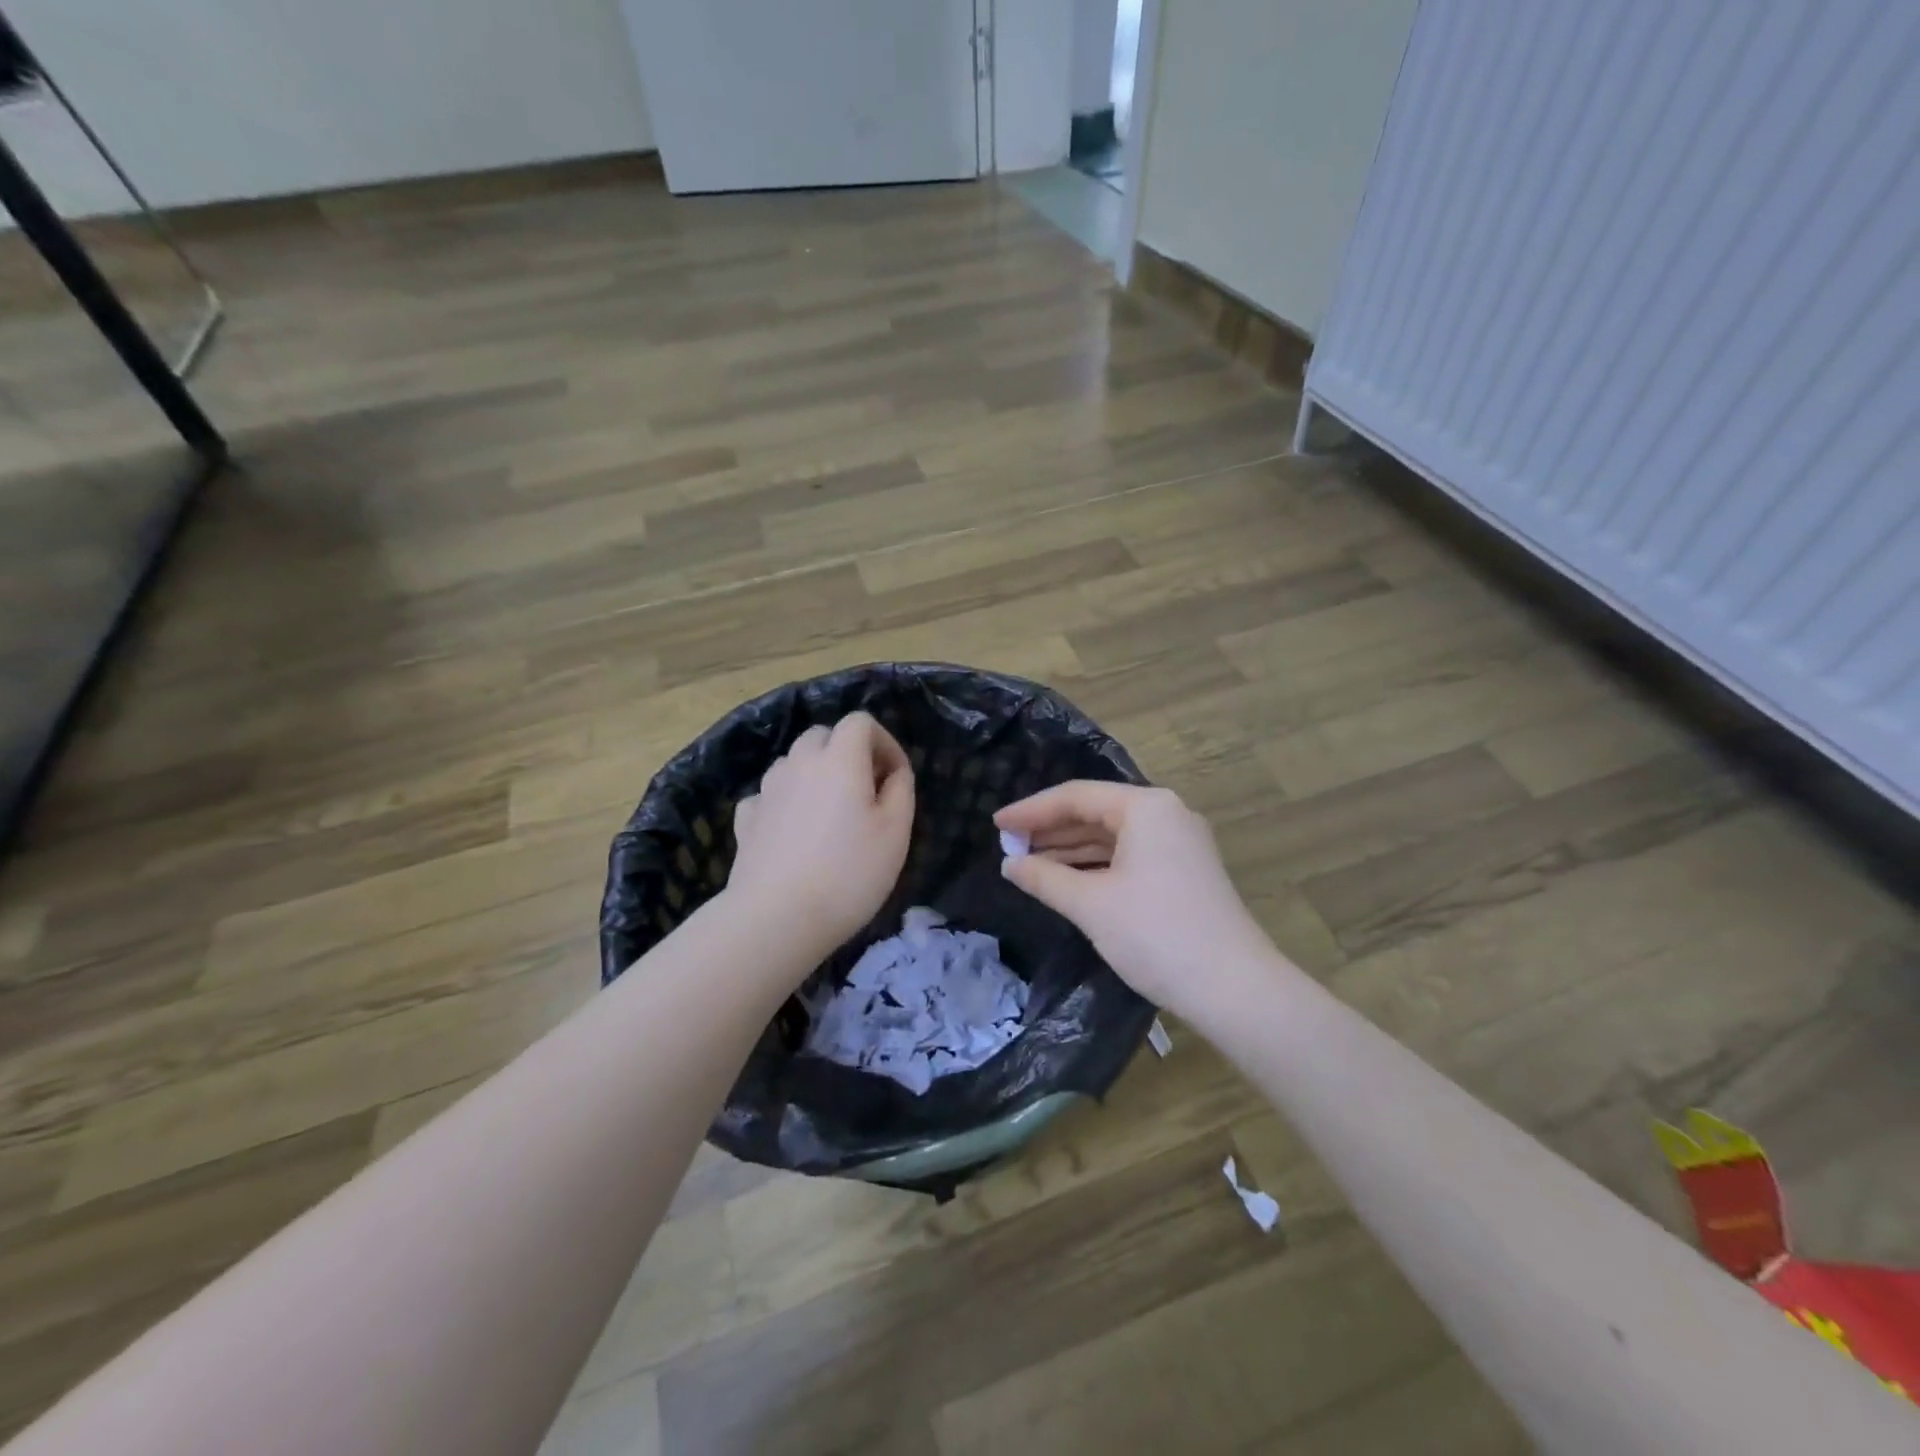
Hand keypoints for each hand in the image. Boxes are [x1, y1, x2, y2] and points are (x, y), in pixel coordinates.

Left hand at [727, 713, 914, 960]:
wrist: (777, 918)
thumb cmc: (849, 874)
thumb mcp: (896, 833)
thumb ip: (901, 790)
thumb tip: (893, 772)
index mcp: (839, 759)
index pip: (861, 722)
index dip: (884, 742)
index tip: (895, 778)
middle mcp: (799, 763)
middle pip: (823, 735)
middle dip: (847, 753)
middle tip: (865, 792)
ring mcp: (767, 789)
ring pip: (794, 762)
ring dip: (815, 774)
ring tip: (830, 813)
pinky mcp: (746, 818)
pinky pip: (770, 794)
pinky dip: (785, 801)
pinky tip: (793, 831)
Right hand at [995, 782, 1277, 1018]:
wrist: (1234, 989)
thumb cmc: (1156, 934)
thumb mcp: (1091, 904)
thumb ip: (1044, 878)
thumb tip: (1009, 865)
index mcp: (1146, 807)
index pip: (1076, 796)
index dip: (1031, 810)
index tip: (996, 825)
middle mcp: (1166, 814)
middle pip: (1096, 811)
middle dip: (1051, 829)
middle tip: (1009, 846)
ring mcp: (1180, 844)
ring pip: (1113, 836)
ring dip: (1071, 849)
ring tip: (1029, 863)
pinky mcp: (1185, 872)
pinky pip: (1130, 855)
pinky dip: (1097, 865)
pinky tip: (1068, 881)